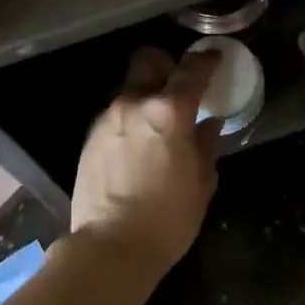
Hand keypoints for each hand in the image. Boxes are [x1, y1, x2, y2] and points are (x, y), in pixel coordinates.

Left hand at [71, 46, 221, 271]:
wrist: (110, 247)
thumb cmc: (168, 219)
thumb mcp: (201, 183)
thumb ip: (206, 146)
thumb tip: (207, 125)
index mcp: (169, 112)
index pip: (191, 70)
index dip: (206, 59)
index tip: (214, 57)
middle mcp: (135, 104)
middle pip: (148, 61)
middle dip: (165, 65)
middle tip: (178, 85)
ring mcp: (107, 119)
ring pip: (129, 89)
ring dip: (145, 96)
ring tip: (156, 124)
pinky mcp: (90, 138)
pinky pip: (115, 116)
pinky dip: (129, 120)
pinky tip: (135, 146)